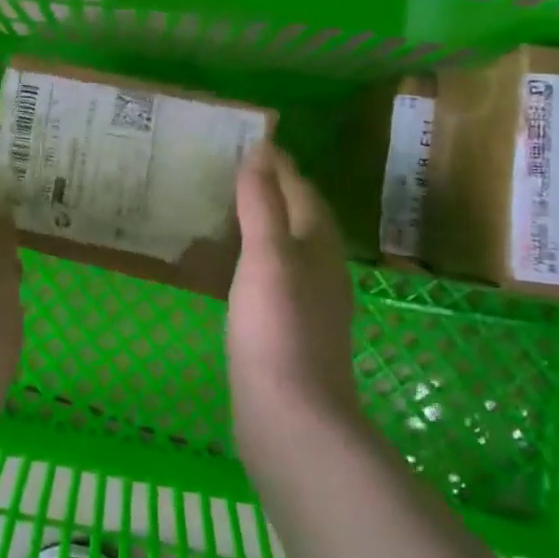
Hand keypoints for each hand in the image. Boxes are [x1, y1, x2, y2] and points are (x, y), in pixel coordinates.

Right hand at [228, 144, 360, 442]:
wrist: (291, 416)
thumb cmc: (276, 326)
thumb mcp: (266, 255)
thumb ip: (262, 203)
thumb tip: (261, 151)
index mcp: (318, 246)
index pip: (303, 192)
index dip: (281, 166)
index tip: (255, 141)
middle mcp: (323, 270)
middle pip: (303, 218)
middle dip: (278, 190)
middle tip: (240, 170)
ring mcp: (311, 303)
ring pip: (293, 248)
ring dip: (270, 224)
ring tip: (235, 210)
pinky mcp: (294, 330)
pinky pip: (279, 275)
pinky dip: (261, 257)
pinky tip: (242, 267)